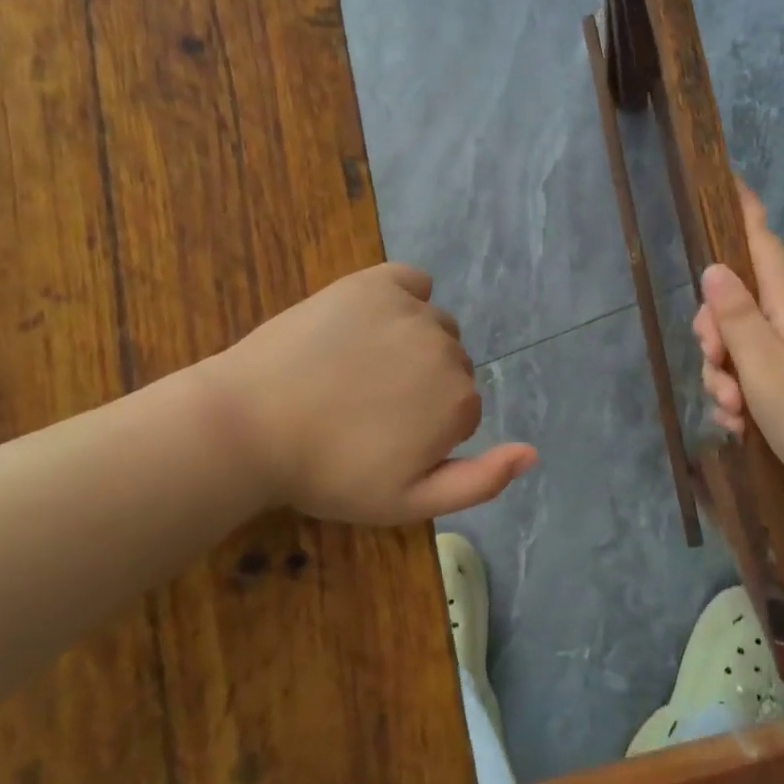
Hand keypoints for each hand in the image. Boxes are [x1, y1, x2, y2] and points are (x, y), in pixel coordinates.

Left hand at [205, 264, 535, 524]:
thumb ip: (478, 482)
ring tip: (358, 368)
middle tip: (366, 406)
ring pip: (434, 325)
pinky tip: (371, 320)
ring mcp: (411, 310)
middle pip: (452, 365)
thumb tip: (532, 452)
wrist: (250, 425)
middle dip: (422, 386)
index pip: (462, 410)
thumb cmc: (327, 472)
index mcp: (458, 402)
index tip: (382, 440)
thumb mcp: (407, 502)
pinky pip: (412, 282)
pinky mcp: (375, 282)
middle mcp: (446, 348)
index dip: (425, 429)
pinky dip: (403, 297)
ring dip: (412, 343)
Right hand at [692, 182, 783, 516]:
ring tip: (735, 412)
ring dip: (723, 376)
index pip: (763, 245)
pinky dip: (739, 398)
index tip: (728, 177)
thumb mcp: (765, 368)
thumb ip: (736, 317)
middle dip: (713, 332)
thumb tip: (714, 268)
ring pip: (738, 346)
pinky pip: (751, 378)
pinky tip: (741, 426)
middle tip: (718, 365)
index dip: (744, 212)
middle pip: (736, 303)